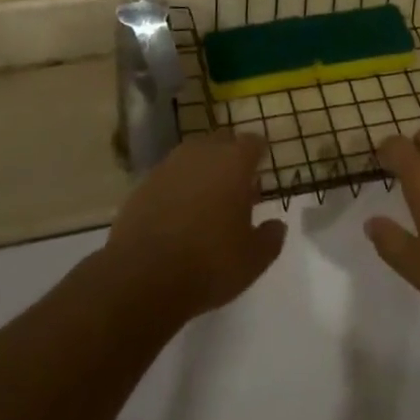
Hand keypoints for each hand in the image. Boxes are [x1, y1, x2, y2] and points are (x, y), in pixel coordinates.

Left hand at [105, 133, 285, 320]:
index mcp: (234, 162)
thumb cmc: (209, 263)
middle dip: (231, 157)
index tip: (261, 170)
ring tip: (207, 200)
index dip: (259, 155)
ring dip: (203, 170)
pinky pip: (170, 175)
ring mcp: (170, 164)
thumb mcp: (253, 260)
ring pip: (194, 156)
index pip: (253, 142)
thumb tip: (277, 225)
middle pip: (222, 142)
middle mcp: (203, 152)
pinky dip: (178, 186)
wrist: (142, 277)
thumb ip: (270, 238)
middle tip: (236, 186)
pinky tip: (178, 213)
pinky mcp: (144, 182)